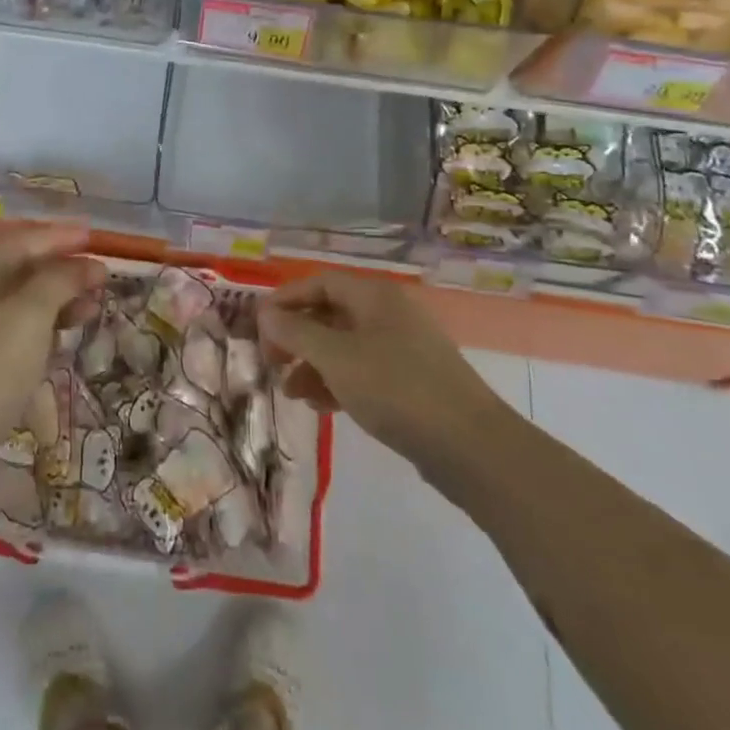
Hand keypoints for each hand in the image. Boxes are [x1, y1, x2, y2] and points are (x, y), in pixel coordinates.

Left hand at [0, 225, 104, 478]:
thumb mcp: (27, 317)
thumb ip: (58, 282)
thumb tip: (85, 263)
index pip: (24, 242)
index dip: (60, 236)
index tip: (96, 237)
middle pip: (25, 271)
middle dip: (65, 270)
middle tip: (104, 277)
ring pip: (25, 305)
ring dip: (60, 301)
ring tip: (94, 309)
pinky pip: (20, 335)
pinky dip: (47, 331)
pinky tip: (66, 341)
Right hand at [261, 272, 505, 474]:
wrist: (471, 447)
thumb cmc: (396, 389)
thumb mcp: (336, 358)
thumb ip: (296, 333)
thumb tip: (266, 314)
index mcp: (374, 296)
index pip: (319, 283)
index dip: (285, 300)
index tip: (258, 326)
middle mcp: (389, 314)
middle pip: (330, 313)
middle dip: (296, 336)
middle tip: (271, 361)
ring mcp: (402, 348)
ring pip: (344, 346)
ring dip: (312, 364)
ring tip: (290, 391)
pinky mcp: (411, 382)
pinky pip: (363, 371)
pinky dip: (337, 382)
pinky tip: (320, 406)